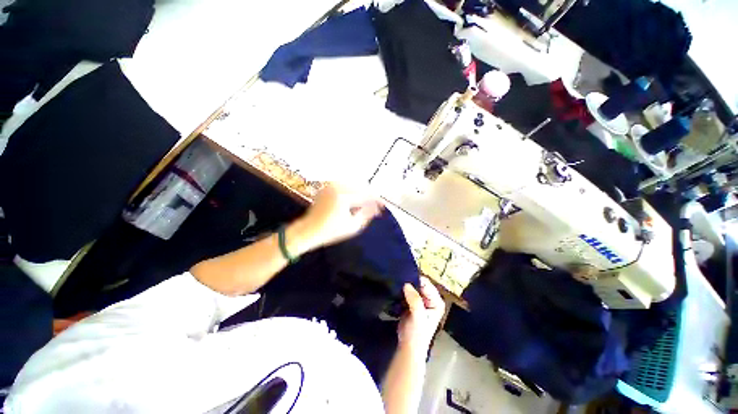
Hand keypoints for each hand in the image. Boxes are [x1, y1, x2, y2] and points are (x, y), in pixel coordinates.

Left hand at [289, 183, 382, 253]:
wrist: (308, 229)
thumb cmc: (330, 231)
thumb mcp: (352, 227)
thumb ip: (366, 214)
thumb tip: (377, 208)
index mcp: (343, 197)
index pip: (365, 195)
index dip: (376, 200)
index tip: (382, 206)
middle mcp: (337, 187)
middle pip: (361, 185)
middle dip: (370, 195)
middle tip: (375, 205)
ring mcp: (331, 185)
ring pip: (353, 183)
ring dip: (362, 191)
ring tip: (366, 202)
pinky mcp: (327, 186)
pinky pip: (345, 184)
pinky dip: (352, 189)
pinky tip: (355, 198)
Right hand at [398, 277, 445, 352]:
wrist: (408, 347)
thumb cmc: (417, 334)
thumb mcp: (417, 316)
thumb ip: (414, 300)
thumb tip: (407, 284)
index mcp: (437, 301)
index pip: (427, 284)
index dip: (416, 281)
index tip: (405, 279)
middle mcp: (431, 299)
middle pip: (420, 284)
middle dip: (410, 282)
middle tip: (399, 280)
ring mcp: (421, 300)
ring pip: (412, 287)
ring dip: (405, 286)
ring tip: (397, 284)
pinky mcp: (412, 303)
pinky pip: (407, 292)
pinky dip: (402, 290)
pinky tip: (396, 290)